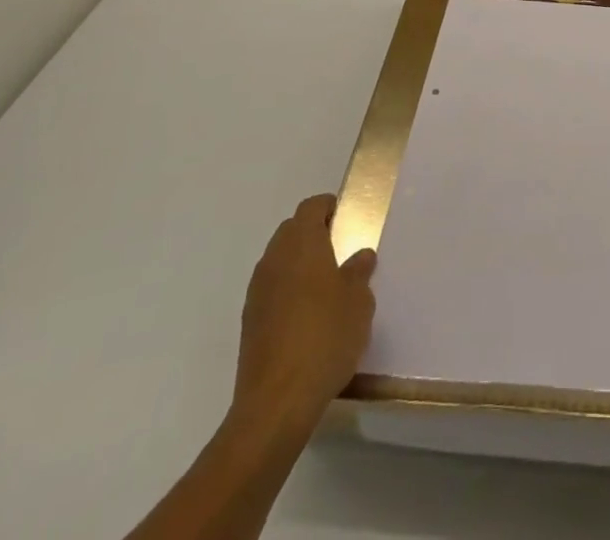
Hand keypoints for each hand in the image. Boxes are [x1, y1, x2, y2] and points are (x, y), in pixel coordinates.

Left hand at [228, 194, 376, 434]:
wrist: (276, 402)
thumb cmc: (325, 337)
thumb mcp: (358, 301)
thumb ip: (359, 272)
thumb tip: (360, 256)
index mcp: (302, 243)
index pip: (311, 207)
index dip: (329, 208)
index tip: (347, 220)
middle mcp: (274, 259)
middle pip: (292, 231)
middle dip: (314, 234)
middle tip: (341, 252)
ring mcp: (257, 291)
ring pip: (280, 261)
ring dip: (299, 264)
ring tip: (326, 288)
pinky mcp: (249, 322)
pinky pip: (272, 290)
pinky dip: (288, 291)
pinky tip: (307, 318)